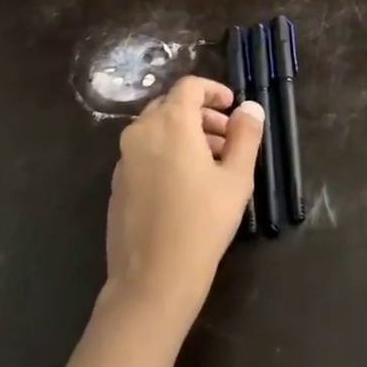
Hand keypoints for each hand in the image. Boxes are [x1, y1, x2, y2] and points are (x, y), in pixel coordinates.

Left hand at [105, 76, 262, 328]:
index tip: (232, 107)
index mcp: (170, 123)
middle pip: (171, 106)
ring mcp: (124, 159)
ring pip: (156, 130)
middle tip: (227, 138)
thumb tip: (249, 108)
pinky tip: (185, 185)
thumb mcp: (236, 178)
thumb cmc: (202, 223)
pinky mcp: (117, 183)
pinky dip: (166, 153)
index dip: (214, 90)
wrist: (152, 279)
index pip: (189, 86)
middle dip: (201, 115)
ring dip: (184, 134)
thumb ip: (245, 136)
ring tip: (212, 163)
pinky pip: (144, 153)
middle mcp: (141, 132)